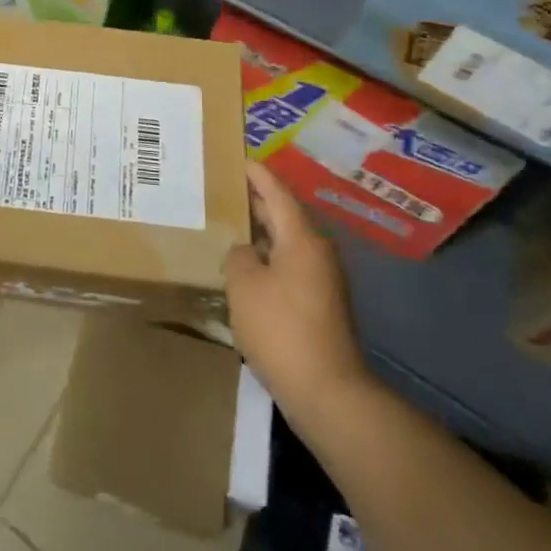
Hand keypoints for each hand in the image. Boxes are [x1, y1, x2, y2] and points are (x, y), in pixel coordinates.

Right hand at [225, 163, 373, 414]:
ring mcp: (322, 279)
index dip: (256, 173)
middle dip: (255, 201)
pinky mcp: (320, 304)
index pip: (276, 192)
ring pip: (286, 242)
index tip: (237, 157)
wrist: (327, 392)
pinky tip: (245, 268)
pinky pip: (289, 265)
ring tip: (228, 225)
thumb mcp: (244, 283)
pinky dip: (267, 258)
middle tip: (223, 188)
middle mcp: (317, 251)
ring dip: (260, 232)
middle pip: (283, 215)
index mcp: (301, 238)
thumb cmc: (281, 328)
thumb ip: (238, 255)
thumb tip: (247, 251)